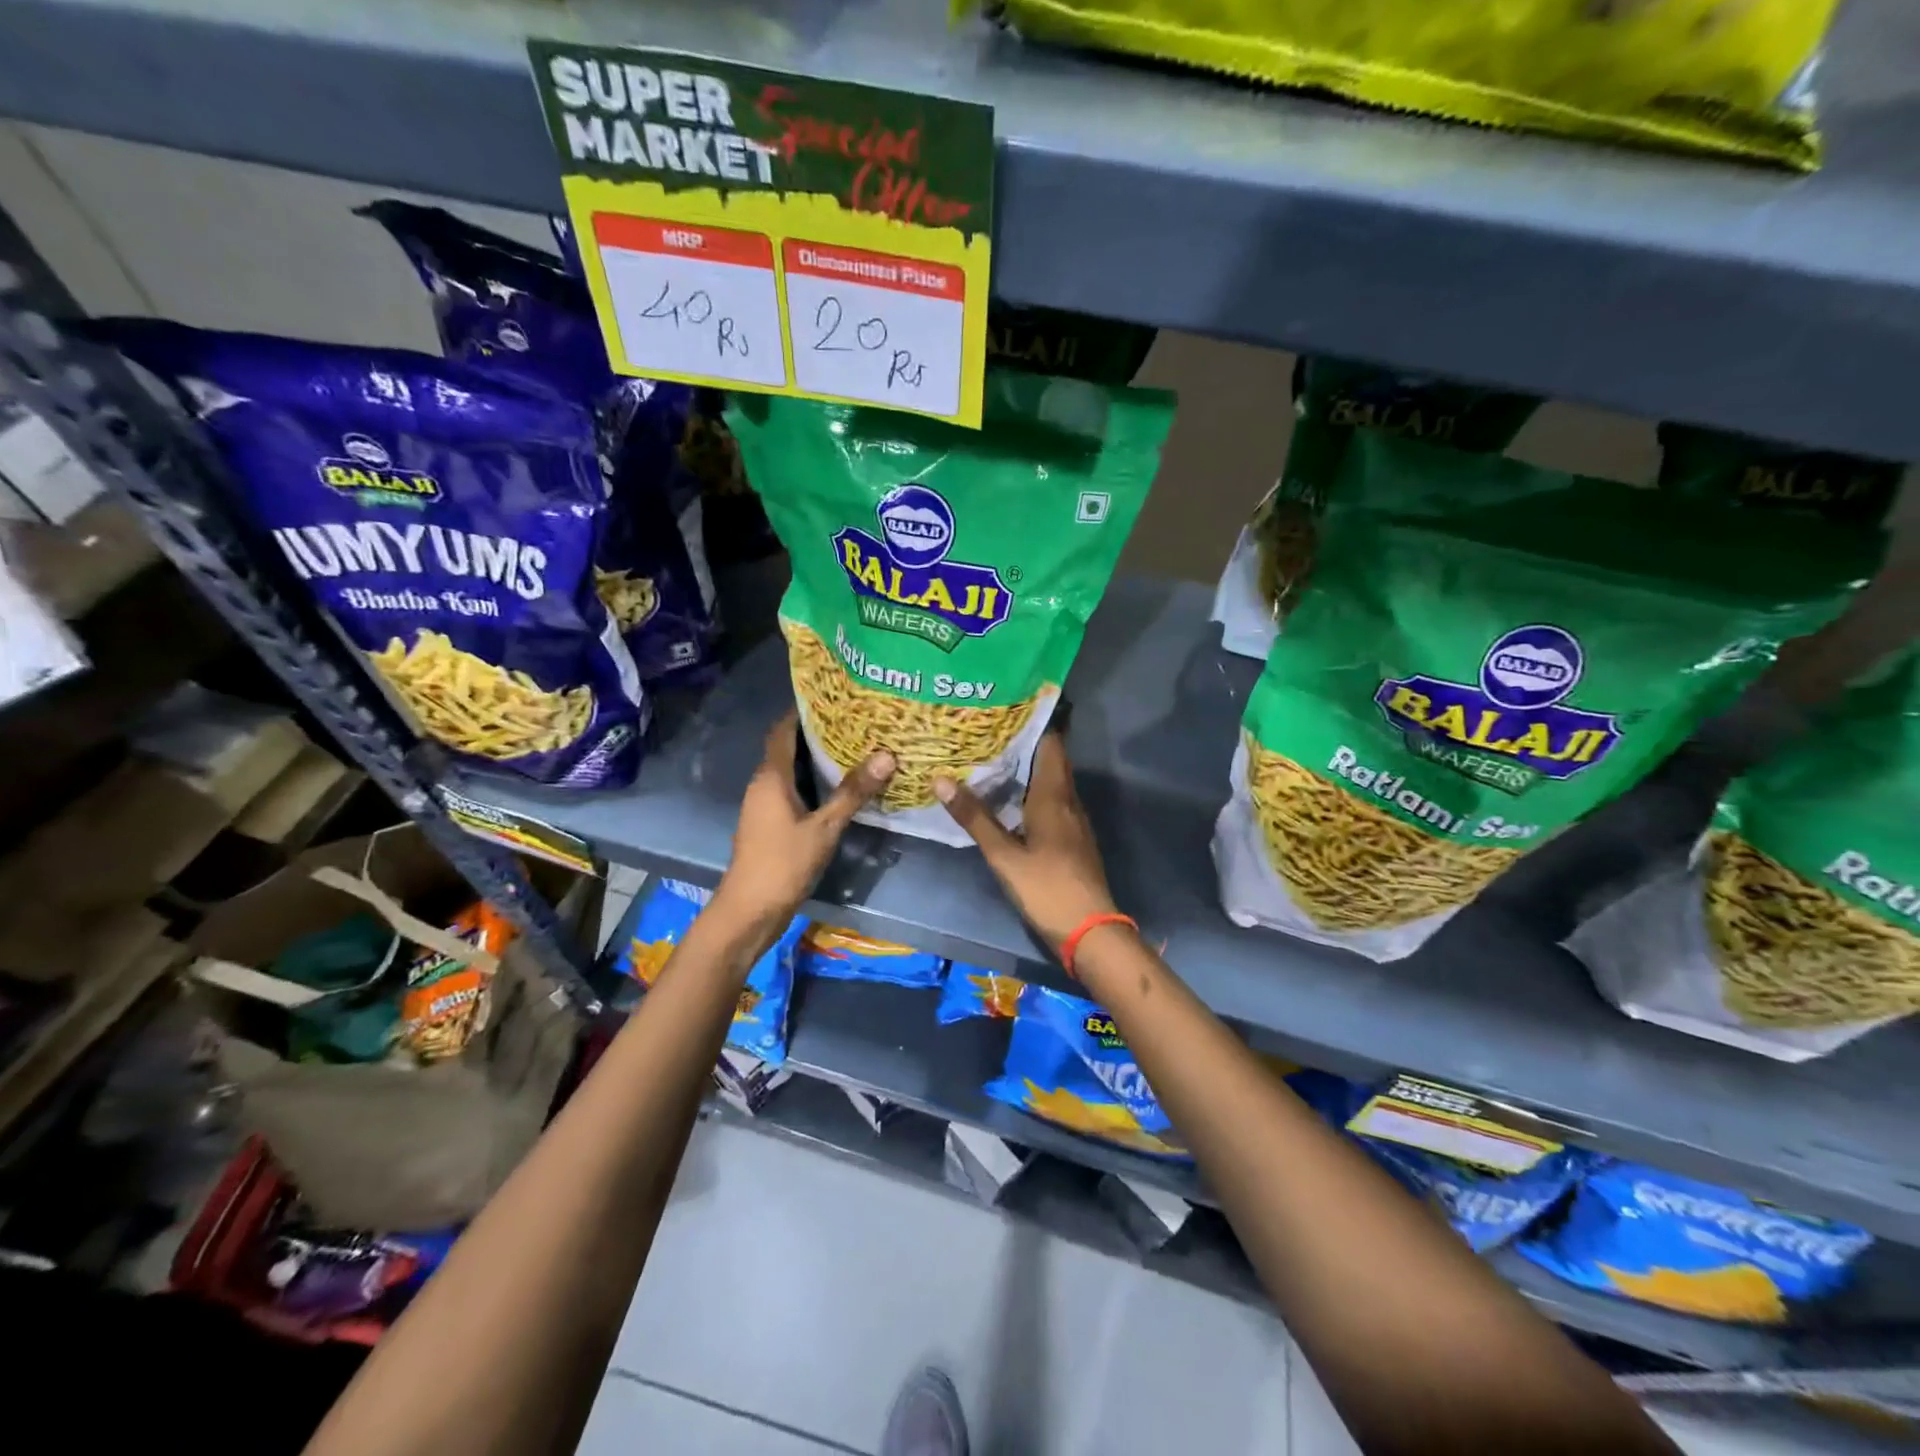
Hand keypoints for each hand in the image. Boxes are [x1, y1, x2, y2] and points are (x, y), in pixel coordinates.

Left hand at [715, 713, 893, 929]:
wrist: (750, 910)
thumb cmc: (783, 863)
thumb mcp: (824, 828)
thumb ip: (852, 793)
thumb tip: (885, 756)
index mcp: (771, 777)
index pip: (783, 731)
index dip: (803, 711)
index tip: (834, 698)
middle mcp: (764, 784)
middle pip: (788, 748)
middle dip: (817, 734)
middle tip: (855, 722)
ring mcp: (764, 805)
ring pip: (792, 771)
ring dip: (816, 760)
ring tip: (855, 748)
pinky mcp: (770, 824)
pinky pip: (792, 791)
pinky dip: (813, 783)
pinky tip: (840, 787)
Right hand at [934, 733, 1118, 950]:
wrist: (1090, 929)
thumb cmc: (1047, 888)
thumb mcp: (1003, 855)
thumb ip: (974, 818)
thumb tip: (940, 780)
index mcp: (1054, 796)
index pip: (1050, 743)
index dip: (1031, 723)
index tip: (1003, 708)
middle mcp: (1069, 800)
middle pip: (1051, 760)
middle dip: (1024, 742)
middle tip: (988, 730)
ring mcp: (1074, 820)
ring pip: (1053, 781)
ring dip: (1029, 767)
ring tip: (993, 757)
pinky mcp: (1073, 838)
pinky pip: (1054, 800)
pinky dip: (1034, 790)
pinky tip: (1012, 798)